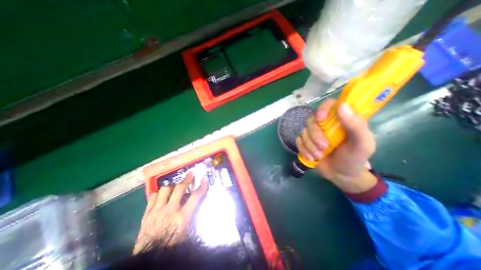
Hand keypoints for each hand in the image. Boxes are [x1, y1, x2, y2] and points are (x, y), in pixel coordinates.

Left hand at [132, 172, 206, 254]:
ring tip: (174, 186)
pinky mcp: (146, 215)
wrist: (150, 260)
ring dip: (171, 186)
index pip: (195, 197)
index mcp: (182, 217)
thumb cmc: (172, 246)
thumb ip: (191, 216)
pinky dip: (158, 194)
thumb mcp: (187, 233)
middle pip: (179, 188)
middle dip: (186, 179)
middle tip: (190, 174)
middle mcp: (169, 211)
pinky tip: (161, 195)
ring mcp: (156, 211)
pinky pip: (152, 198)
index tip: (205, 179)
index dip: (202, 186)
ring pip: (164, 190)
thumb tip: (194, 205)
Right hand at [296, 99, 377, 193]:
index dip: (323, 108)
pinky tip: (311, 158)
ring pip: (303, 132)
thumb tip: (342, 105)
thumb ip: (356, 125)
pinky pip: (298, 141)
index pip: (329, 104)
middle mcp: (325, 124)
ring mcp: (314, 133)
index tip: (321, 119)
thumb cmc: (354, 158)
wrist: (341, 175)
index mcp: (340, 120)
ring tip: (319, 156)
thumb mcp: (362, 144)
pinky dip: (303, 150)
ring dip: (310, 146)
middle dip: (315, 136)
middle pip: (312, 121)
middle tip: (324, 148)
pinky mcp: (306, 142)